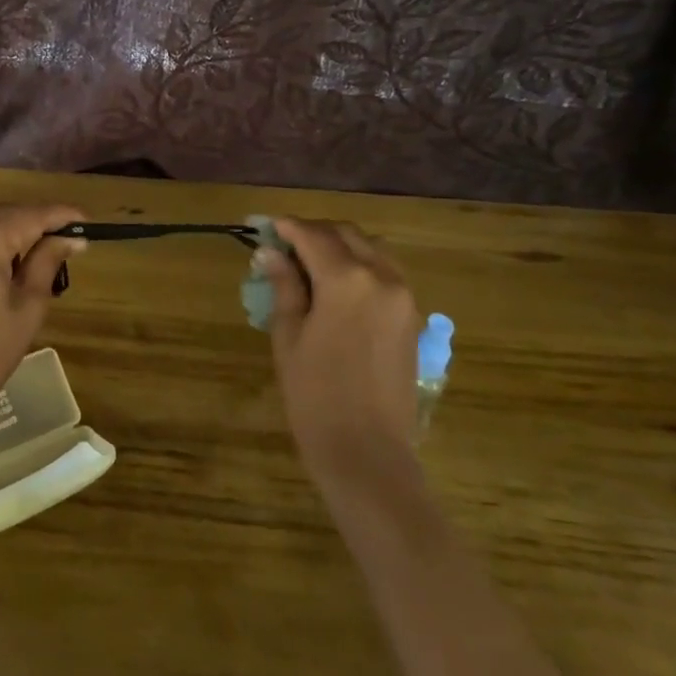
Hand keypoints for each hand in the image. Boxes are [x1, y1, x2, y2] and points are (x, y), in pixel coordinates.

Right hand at [255, 218, 422, 500]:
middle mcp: (382, 278)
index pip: (313, 236)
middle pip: (347, 235)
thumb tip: (270, 253)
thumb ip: (284, 287)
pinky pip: (386, 273)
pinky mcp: (412, 318)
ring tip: (309, 262)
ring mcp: (404, 297)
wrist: (367, 451)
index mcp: (347, 280)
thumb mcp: (288, 336)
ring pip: (371, 250)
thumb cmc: (315, 395)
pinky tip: (337, 285)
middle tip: (284, 243)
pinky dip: (360, 266)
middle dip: (314, 232)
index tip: (264, 225)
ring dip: (340, 246)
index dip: (286, 227)